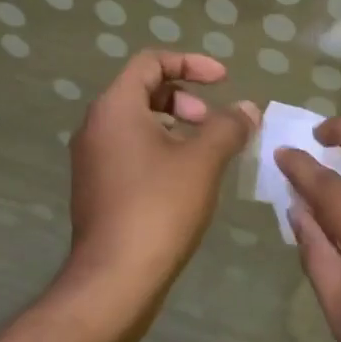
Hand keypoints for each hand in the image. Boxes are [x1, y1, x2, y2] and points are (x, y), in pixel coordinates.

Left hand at [65, 52, 256, 297]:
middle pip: (144, 91)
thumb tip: (247, 108)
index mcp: (115, 108)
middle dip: (186, 98)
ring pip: (139, 124)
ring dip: (177, 126)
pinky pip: (133, 151)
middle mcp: (96, 127)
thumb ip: (228, 126)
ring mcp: (93, 160)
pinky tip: (189, 180)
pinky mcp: (98, 189)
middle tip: (214, 122)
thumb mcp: (203, 160)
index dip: (191, 63)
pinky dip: (163, 150)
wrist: (115, 279)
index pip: (150, 62)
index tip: (223, 80)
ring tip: (209, 152)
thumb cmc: (159, 207)